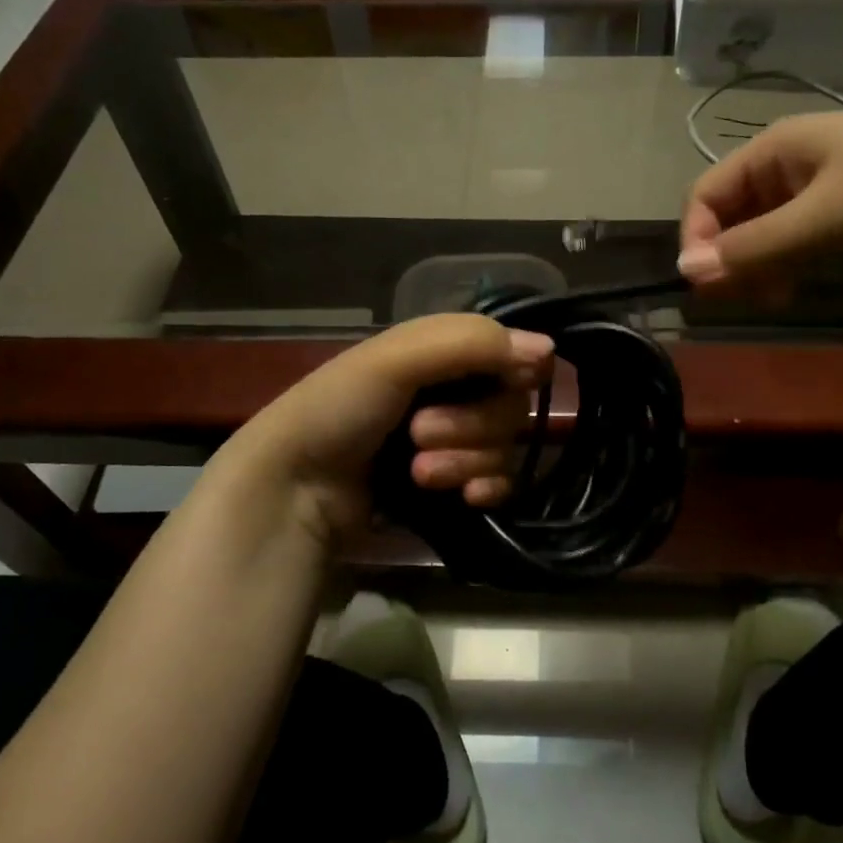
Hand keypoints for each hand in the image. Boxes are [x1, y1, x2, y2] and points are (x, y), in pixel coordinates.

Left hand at [214, 313, 552, 547]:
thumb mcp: (396, 359)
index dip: (511, 370)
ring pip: (504, 448)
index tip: (503, 382)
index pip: (509, 353)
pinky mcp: (453, 487)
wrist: (294, 491)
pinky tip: (463, 498)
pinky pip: (500, 484)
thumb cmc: (338, 409)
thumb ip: (472, 344)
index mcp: (440, 354)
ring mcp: (454, 444)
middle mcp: (453, 393)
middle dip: (470, 426)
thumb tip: (548, 350)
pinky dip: (484, 489)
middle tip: (419, 435)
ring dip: (465, 461)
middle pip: (510, 406)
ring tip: (418, 472)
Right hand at [677, 102, 842, 289]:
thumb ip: (755, 247)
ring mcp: (827, 177)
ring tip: (780, 295)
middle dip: (732, 256)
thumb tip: (687, 272)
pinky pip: (803, 229)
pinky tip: (810, 278)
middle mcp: (792, 159)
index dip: (697, 240)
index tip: (708, 288)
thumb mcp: (826, 218)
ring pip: (768, 225)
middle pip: (734, 212)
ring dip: (762, 262)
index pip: (706, 195)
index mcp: (775, 149)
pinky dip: (794, 257)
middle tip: (749, 299)